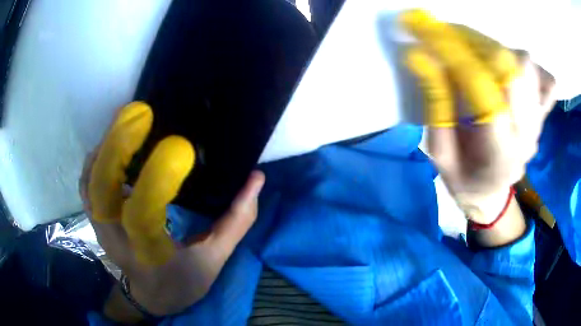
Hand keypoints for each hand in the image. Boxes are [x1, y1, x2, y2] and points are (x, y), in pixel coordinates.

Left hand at [80, 102, 264, 315]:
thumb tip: (256, 179)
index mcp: (149, 253)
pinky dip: (96, 161)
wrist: (152, 298)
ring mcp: (101, 228)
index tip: (177, 144)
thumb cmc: (184, 282)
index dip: (157, 176)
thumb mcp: (215, 258)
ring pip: (90, 180)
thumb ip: (237, 219)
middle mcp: (116, 239)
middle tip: (137, 115)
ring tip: (126, 125)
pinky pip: (87, 184)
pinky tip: (114, 148)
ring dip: (105, 148)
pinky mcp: (96, 221)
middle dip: (115, 147)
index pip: (144, 212)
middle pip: (101, 188)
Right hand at [401, 10, 555, 223]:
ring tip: (476, 56)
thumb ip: (437, 107)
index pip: (483, 87)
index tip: (426, 30)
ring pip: (527, 66)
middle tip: (450, 39)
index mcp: (499, 152)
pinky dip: (534, 69)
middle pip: (511, 68)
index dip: (454, 54)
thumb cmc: (464, 180)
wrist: (492, 196)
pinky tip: (515, 68)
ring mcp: (538, 123)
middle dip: (475, 44)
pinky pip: (548, 84)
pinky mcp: (542, 116)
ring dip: (497, 50)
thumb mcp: (440, 155)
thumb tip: (423, 57)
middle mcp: (526, 134)